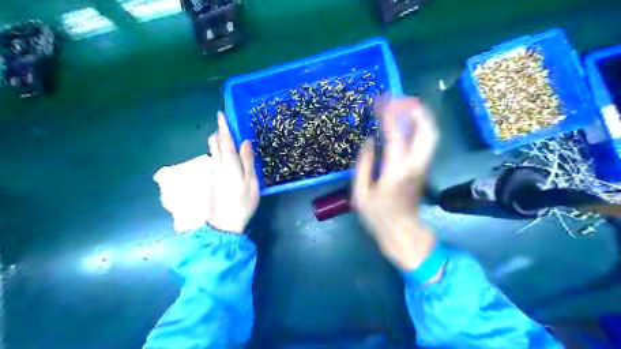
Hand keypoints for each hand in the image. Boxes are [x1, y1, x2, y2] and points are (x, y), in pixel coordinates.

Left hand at [156, 111, 259, 233]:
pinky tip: (227, 160)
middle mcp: (219, 166)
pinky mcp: (214, 182)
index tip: (220, 114)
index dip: (223, 127)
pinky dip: (219, 154)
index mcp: (229, 164)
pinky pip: (215, 162)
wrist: (225, 223)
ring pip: (213, 153)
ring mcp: (214, 175)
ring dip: (217, 143)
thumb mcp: (251, 181)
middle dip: (218, 133)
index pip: (225, 141)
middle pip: (215, 145)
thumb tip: (246, 142)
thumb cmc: (243, 201)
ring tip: (225, 140)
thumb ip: (248, 161)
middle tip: (224, 127)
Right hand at [351, 96, 438, 271]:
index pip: (396, 135)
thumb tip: (369, 141)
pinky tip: (405, 121)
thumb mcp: (361, 194)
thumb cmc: (378, 216)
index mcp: (395, 172)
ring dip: (419, 115)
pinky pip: (426, 140)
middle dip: (414, 109)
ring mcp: (423, 166)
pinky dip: (418, 125)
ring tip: (403, 104)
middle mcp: (415, 165)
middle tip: (398, 99)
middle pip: (426, 129)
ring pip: (430, 133)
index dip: (389, 115)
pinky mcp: (424, 167)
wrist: (404, 232)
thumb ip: (364, 165)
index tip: (380, 101)